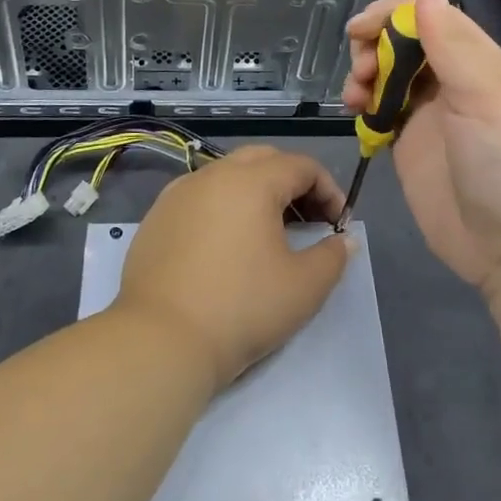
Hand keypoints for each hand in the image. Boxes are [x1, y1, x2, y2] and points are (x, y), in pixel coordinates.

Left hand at [115, 146, 349, 390]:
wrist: (160, 341)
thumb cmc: (241, 308)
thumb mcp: (304, 288)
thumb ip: (332, 257)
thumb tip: (344, 240)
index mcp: (252, 181)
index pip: (302, 166)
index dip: (329, 190)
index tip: (338, 224)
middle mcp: (214, 174)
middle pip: (264, 159)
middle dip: (292, 182)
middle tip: (308, 220)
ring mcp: (179, 193)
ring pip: (228, 174)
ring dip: (256, 192)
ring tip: (268, 232)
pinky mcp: (157, 217)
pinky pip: (200, 196)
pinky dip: (223, 206)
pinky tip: (227, 245)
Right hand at [342, 0, 500, 303]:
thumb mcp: (485, 98)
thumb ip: (453, 43)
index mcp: (479, 62)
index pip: (432, 17)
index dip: (393, 14)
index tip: (360, 28)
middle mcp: (454, 82)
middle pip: (404, 43)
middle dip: (374, 44)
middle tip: (360, 68)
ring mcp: (432, 116)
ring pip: (389, 75)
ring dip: (365, 74)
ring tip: (354, 96)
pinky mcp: (411, 147)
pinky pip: (381, 112)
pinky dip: (364, 106)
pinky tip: (356, 115)